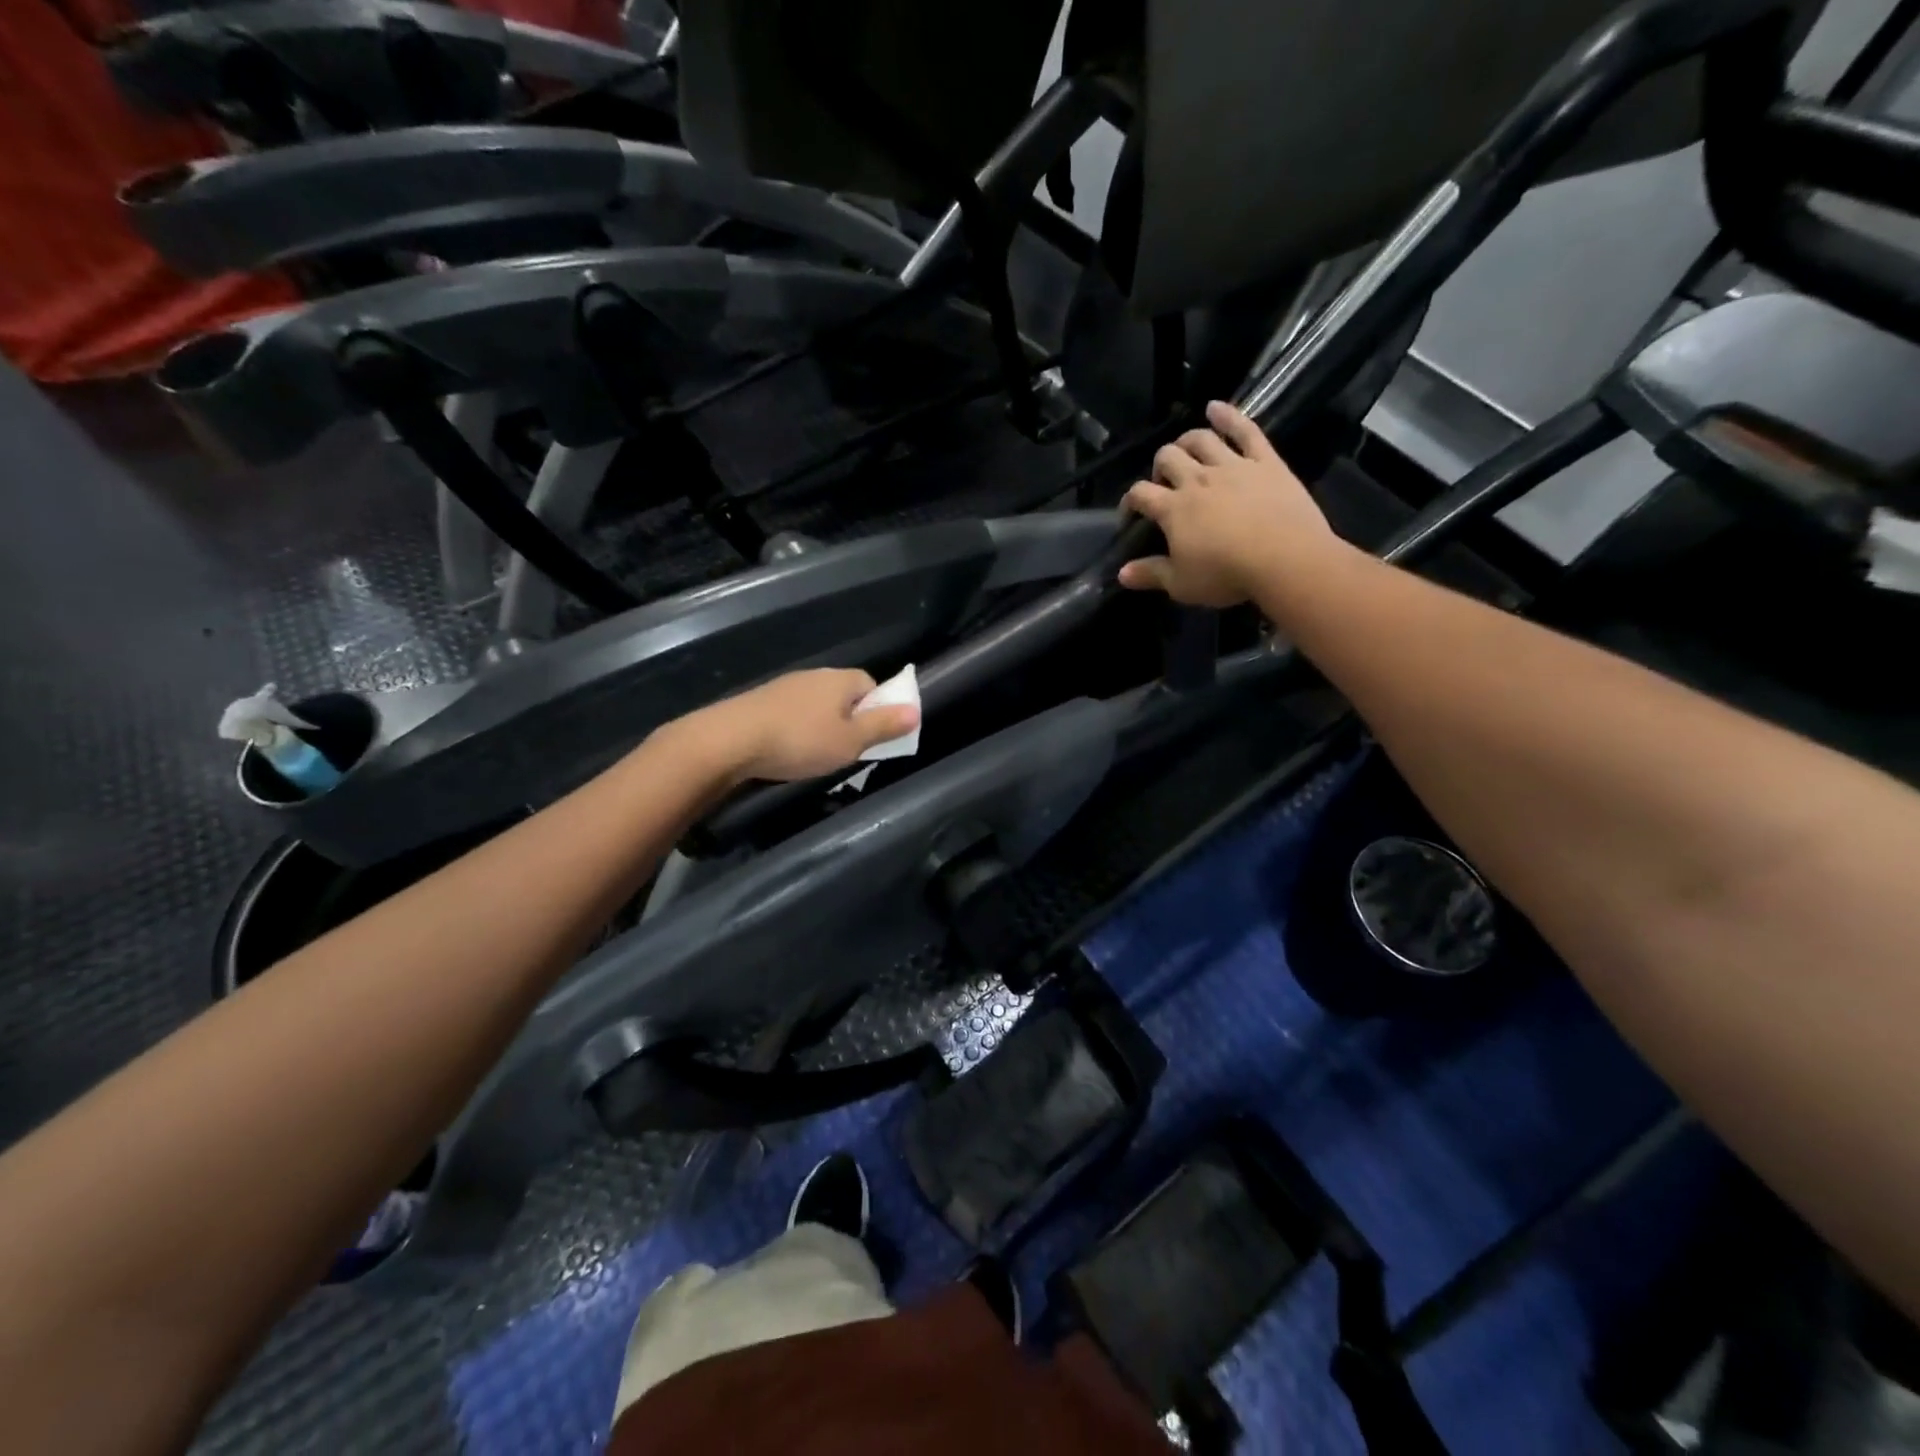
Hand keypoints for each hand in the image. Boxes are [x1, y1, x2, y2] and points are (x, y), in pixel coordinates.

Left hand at [691, 668, 918, 782]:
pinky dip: (796, 729)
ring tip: (816, 754)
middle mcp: (814, 675)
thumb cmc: (800, 741)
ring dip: (821, 725)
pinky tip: (788, 749)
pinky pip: (792, 712)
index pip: (872, 684)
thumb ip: (883, 726)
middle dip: (850, 719)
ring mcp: (785, 686)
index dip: (878, 709)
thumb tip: (915, 710)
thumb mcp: (850, 741)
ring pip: (816, 704)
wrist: (729, 740)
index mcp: (841, 679)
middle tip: (847, 750)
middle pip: (844, 694)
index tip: (873, 736)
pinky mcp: (760, 701)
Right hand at [1117, 401, 1334, 607]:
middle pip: (1167, 458)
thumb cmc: (1227, 575)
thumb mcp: (1181, 584)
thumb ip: (1150, 574)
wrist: (1285, 559)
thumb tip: (1122, 573)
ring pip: (1201, 439)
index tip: (1130, 514)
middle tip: (1164, 482)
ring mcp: (1232, 466)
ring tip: (1185, 449)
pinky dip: (1228, 415)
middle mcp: (1197, 479)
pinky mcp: (1265, 461)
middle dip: (1159, 467)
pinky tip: (1215, 407)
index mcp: (1172, 509)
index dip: (1129, 501)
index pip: (1140, 494)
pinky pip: (1245, 430)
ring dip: (1187, 440)